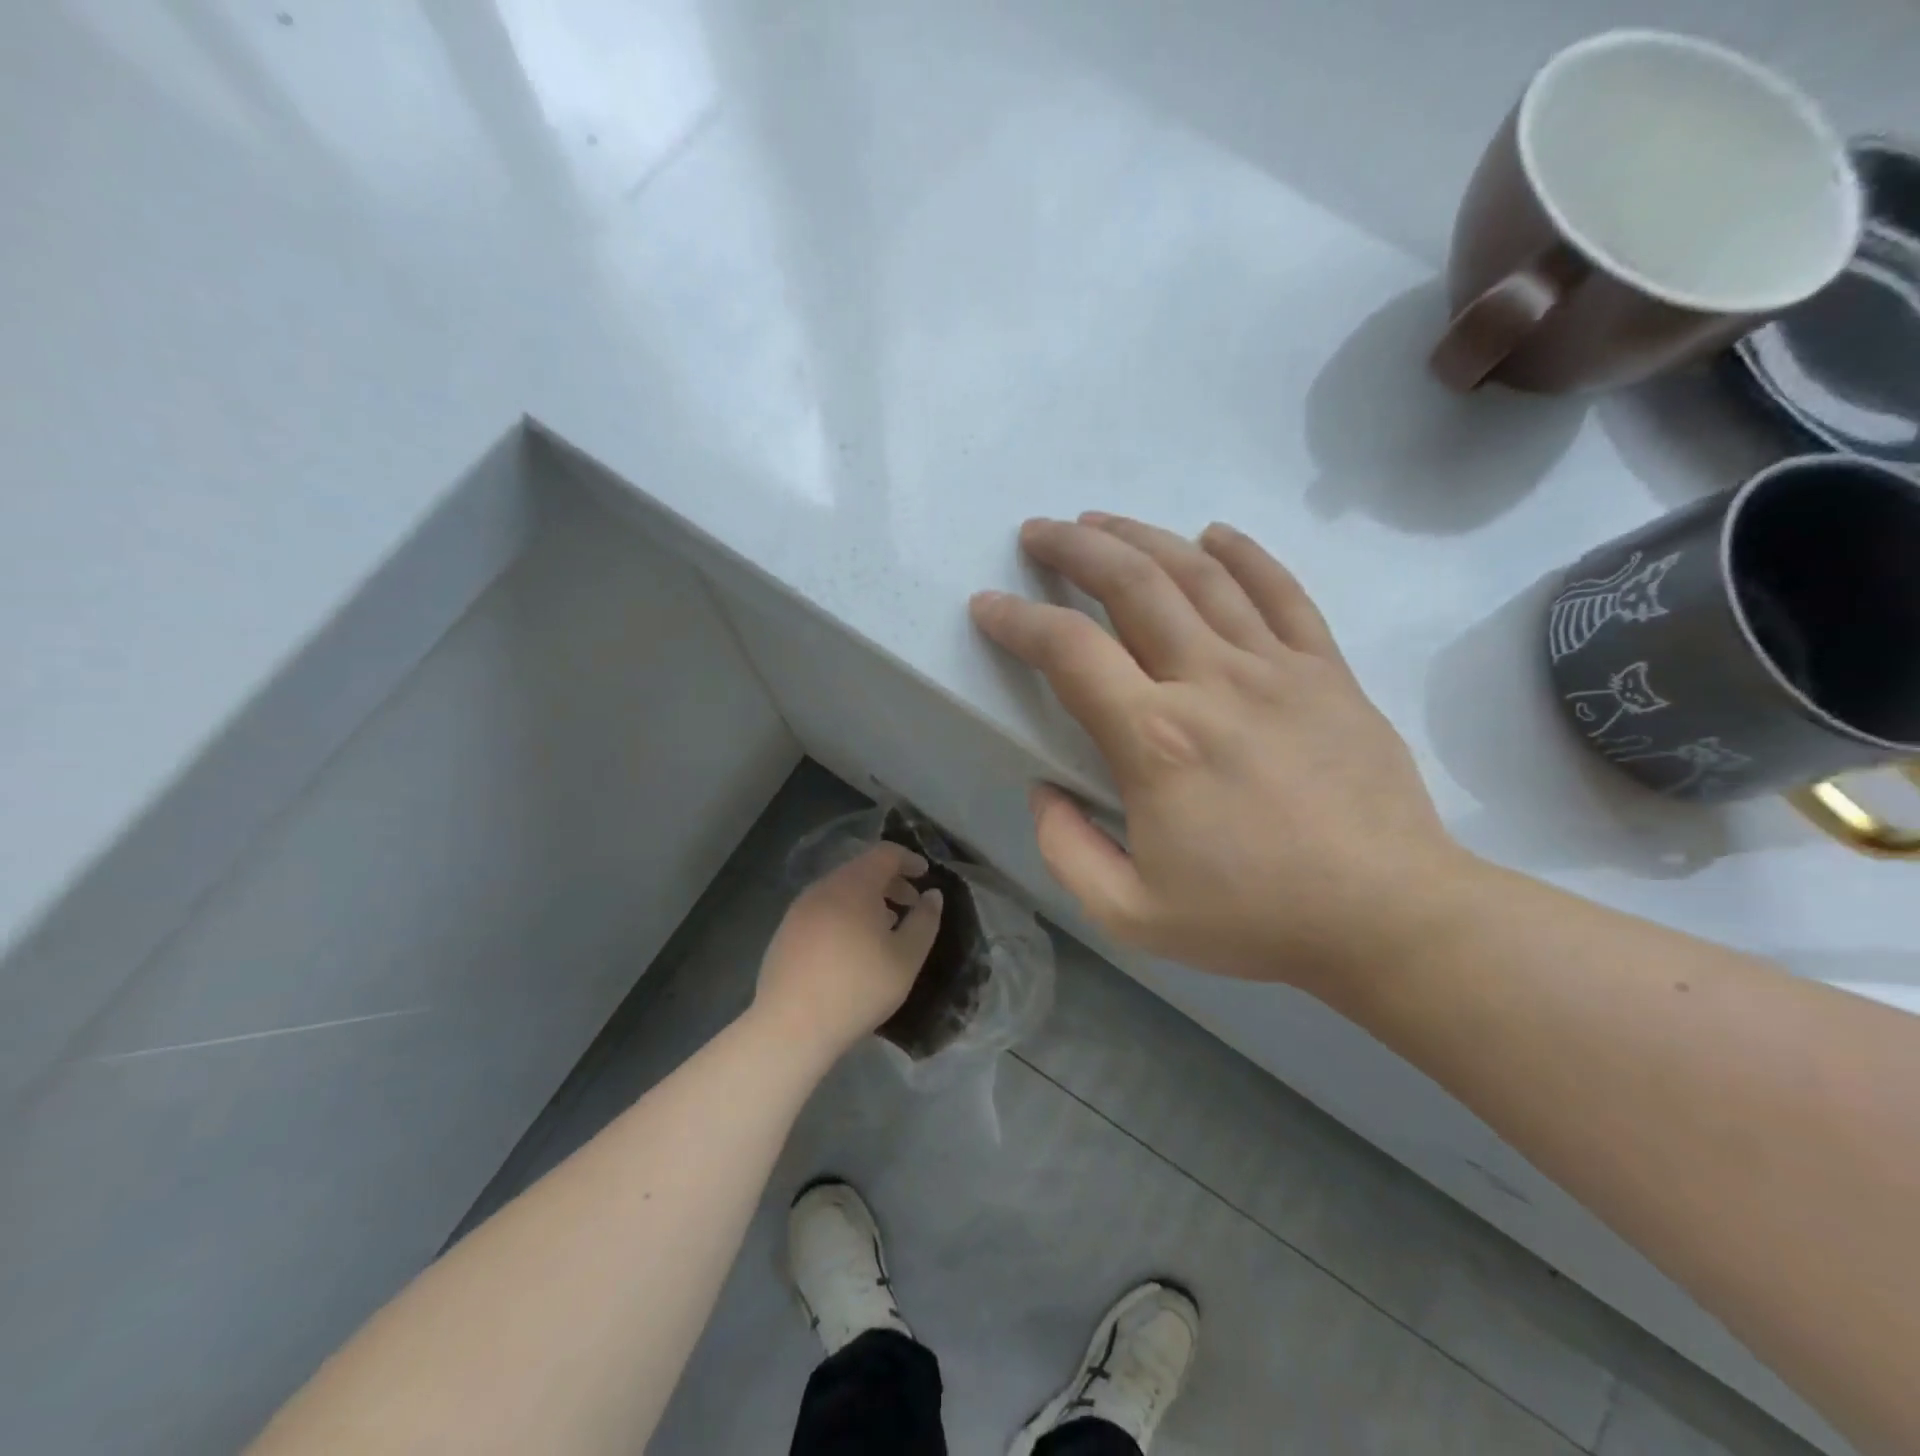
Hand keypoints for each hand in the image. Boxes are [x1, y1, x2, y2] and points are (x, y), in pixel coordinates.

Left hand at [753, 843, 943, 1060]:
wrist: (791, 1026)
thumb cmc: (858, 988)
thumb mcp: (906, 958)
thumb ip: (925, 921)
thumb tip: (932, 895)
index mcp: (853, 885)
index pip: (885, 853)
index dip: (909, 859)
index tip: (926, 875)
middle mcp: (823, 887)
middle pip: (861, 869)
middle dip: (890, 881)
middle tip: (911, 905)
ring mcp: (799, 909)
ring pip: (840, 890)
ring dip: (867, 899)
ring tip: (884, 928)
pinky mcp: (785, 932)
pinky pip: (822, 909)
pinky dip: (844, 914)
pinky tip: (852, 947)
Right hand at [970, 514, 1472, 995]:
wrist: (1388, 917)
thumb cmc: (1254, 919)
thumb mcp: (1130, 914)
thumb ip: (1066, 850)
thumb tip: (1044, 789)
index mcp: (1155, 741)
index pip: (1069, 651)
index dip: (1018, 620)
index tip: (988, 605)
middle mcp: (1210, 683)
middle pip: (1132, 585)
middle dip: (1075, 549)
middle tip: (1039, 532)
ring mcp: (1276, 668)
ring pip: (1200, 575)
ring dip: (1142, 538)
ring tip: (1102, 522)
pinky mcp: (1327, 672)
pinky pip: (1282, 592)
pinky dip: (1244, 555)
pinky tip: (1213, 534)